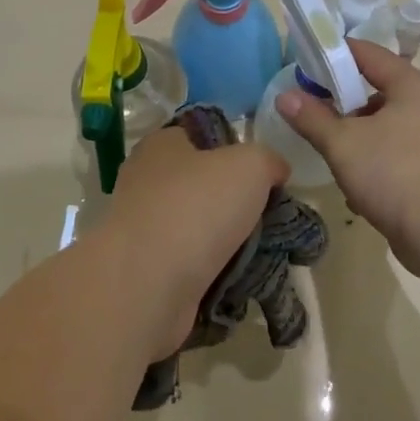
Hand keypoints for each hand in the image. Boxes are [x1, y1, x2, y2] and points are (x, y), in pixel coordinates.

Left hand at [102, 125, 287, 359]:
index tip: (265, 173)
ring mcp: (144, 229)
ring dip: (230, 242)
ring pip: (201, 228)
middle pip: (204, 184)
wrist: (148, 284)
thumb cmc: (197, 207)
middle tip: (271, 216)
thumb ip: (268, 160)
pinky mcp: (148, 270)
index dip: (236, 149)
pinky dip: (216, 272)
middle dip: (238, 202)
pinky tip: (241, 279)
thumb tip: (275, 171)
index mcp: (162, 145)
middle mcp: (147, 181)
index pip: (202, 135)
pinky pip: (194, 265)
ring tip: (265, 252)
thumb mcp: (250, 165)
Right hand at [274, 41, 419, 274]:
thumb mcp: (343, 144)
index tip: (305, 61)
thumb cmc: (394, 174)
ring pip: (385, 127)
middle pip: (377, 91)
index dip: (336, 53)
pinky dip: (375, 164)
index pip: (369, 53)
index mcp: (412, 86)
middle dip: (343, 102)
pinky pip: (396, 155)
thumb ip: (312, 118)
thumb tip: (284, 96)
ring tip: (332, 156)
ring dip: (357, 139)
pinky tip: (356, 189)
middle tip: (312, 112)